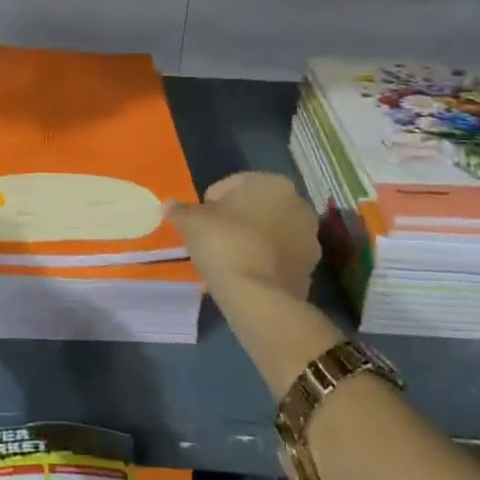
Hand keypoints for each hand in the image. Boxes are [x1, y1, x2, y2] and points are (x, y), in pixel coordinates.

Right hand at [171, 172, 342, 397]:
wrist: (259, 297)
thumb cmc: (225, 244)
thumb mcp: (192, 223)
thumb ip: (180, 210)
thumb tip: (169, 205)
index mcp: (272, 183)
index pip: (231, 185)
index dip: (209, 203)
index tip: (198, 223)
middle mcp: (298, 204)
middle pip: (254, 208)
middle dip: (233, 222)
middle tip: (210, 241)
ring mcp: (309, 237)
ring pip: (267, 233)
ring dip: (248, 242)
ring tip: (225, 262)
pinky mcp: (310, 268)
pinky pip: (277, 258)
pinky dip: (261, 262)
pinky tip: (241, 276)